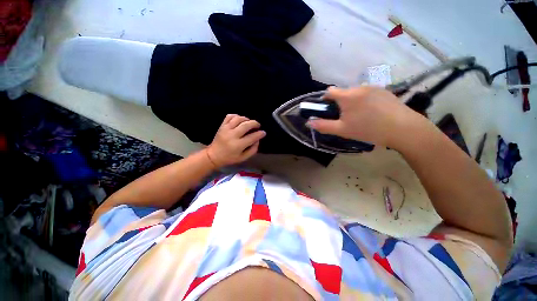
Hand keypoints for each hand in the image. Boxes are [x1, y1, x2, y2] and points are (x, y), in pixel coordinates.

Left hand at [206, 114, 265, 167]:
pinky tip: (240, 119)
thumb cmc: (229, 158)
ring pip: (238, 119)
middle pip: (246, 125)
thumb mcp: (243, 158)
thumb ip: (253, 150)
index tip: (263, 133)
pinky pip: (229, 116)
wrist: (213, 155)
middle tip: (258, 125)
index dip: (260, 134)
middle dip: (255, 123)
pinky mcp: (222, 126)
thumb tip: (258, 140)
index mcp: (238, 145)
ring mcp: (226, 129)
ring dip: (246, 119)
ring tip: (249, 122)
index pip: (252, 137)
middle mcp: (232, 135)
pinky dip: (236, 116)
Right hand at [307, 86, 426, 147]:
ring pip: (356, 93)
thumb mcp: (342, 130)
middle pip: (343, 92)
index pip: (330, 91)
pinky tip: (372, 113)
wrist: (403, 129)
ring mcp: (374, 87)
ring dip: (352, 101)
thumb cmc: (368, 129)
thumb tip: (309, 122)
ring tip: (360, 116)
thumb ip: (323, 126)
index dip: (325, 99)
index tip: (328, 110)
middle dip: (340, 103)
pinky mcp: (385, 91)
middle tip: (345, 117)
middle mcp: (359, 87)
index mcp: (347, 96)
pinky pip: (368, 93)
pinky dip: (364, 100)